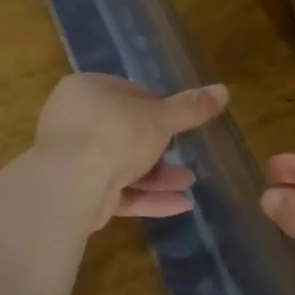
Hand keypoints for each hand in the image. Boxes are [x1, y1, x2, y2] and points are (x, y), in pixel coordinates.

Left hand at [35, 74, 229, 228]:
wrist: (70, 186)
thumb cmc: (115, 134)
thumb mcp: (160, 118)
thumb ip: (191, 107)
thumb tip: (224, 89)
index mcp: (87, 90)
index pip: (128, 93)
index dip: (157, 106)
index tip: (180, 120)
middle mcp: (75, 121)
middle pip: (125, 131)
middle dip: (160, 146)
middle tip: (184, 152)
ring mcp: (73, 159)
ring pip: (122, 164)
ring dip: (158, 175)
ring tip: (189, 181)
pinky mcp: (78, 194)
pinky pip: (117, 191)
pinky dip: (147, 197)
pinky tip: (181, 205)